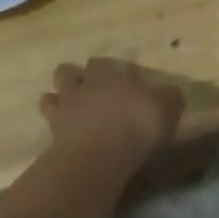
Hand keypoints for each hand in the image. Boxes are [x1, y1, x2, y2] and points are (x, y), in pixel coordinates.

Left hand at [39, 58, 184, 164]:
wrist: (100, 155)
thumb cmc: (138, 125)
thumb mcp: (168, 107)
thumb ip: (169, 96)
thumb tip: (170, 92)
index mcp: (112, 75)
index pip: (104, 63)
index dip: (110, 69)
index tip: (119, 79)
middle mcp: (85, 85)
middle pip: (71, 71)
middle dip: (79, 76)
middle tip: (90, 87)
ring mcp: (65, 107)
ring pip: (54, 90)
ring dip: (60, 93)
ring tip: (69, 102)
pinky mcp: (53, 130)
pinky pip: (49, 116)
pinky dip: (53, 117)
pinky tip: (61, 125)